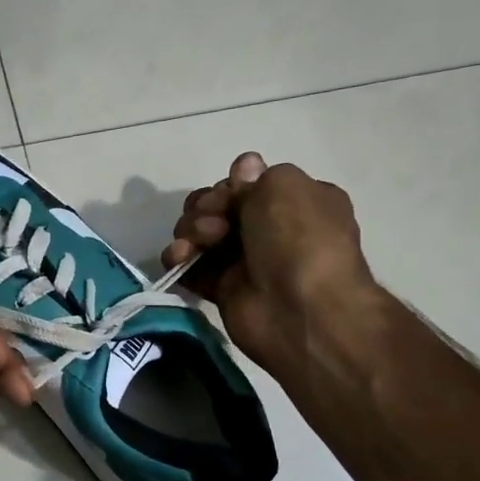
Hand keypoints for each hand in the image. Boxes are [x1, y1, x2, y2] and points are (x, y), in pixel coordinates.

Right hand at [161, 153, 379, 379]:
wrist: (300, 309)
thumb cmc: (298, 239)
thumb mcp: (283, 186)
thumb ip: (254, 177)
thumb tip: (243, 171)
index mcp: (295, 201)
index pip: (249, 183)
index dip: (231, 185)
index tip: (231, 192)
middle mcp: (271, 228)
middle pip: (219, 205)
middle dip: (207, 207)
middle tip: (214, 223)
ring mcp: (246, 260)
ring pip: (200, 232)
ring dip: (191, 230)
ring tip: (198, 244)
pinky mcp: (223, 289)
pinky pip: (189, 266)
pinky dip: (179, 259)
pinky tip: (179, 259)